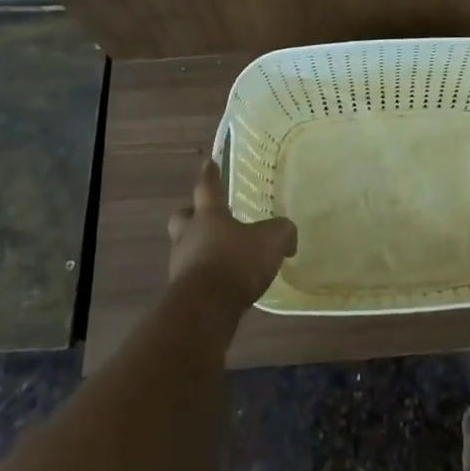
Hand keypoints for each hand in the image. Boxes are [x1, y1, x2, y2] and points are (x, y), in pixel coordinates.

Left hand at [167, 159, 297, 308]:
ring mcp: (181, 264)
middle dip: (192, 215)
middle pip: (182, 217)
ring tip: (222, 255)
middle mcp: (189, 234)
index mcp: (209, 215)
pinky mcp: (181, 292)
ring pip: (185, 247)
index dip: (210, 173)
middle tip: (205, 217)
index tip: (209, 162)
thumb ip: (283, 232)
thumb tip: (288, 237)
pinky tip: (223, 283)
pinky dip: (205, 276)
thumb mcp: (272, 240)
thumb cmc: (236, 262)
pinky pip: (192, 276)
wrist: (206, 309)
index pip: (208, 186)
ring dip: (199, 248)